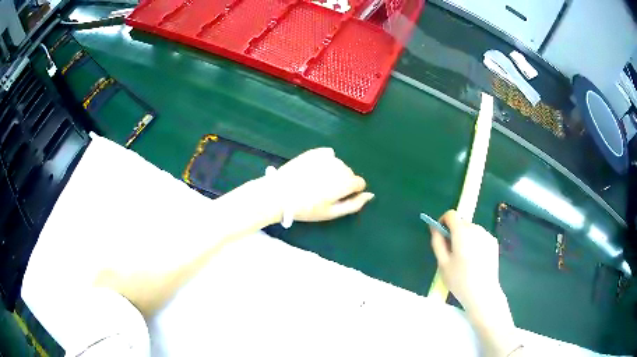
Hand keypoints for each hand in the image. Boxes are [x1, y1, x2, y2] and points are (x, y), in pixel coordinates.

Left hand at [267, 148, 373, 221]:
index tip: (337, 198)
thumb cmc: (306, 208)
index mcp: (345, 182)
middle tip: (324, 192)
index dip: (351, 192)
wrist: (279, 194)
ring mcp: (326, 157)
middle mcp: (339, 166)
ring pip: (338, 164)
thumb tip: (370, 195)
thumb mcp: (332, 212)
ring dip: (333, 172)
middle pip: (349, 173)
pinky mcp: (314, 152)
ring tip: (316, 182)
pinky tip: (313, 171)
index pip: (359, 183)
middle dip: (342, 181)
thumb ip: (354, 204)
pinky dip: (325, 162)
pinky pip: (327, 155)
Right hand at [430, 210, 502, 311]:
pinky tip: (475, 260)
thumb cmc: (459, 280)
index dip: (443, 221)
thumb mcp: (442, 263)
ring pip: (471, 229)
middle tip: (451, 252)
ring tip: (464, 258)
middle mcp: (476, 229)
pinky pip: (480, 236)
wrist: (483, 293)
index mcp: (462, 232)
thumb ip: (437, 243)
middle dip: (454, 232)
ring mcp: (487, 235)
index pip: (451, 214)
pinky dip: (475, 242)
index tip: (441, 236)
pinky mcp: (494, 242)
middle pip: (462, 222)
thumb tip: (434, 228)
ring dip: (465, 237)